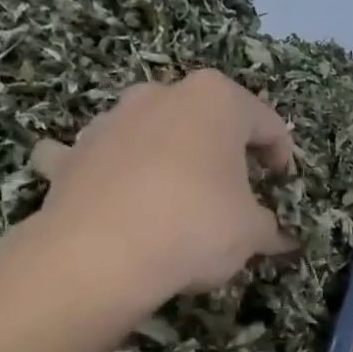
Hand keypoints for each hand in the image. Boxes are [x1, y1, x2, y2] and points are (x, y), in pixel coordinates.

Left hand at [24, 69, 298, 302]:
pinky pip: (98, 160)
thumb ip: (270, 228)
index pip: (265, 121)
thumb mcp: (251, 233)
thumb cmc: (195, 226)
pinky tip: (113, 202)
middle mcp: (160, 96)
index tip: (281, 184)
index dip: (280, 154)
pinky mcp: (70, 155)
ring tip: (176, 202)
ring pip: (150, 133)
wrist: (100, 255)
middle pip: (203, 120)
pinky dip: (107, 175)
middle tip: (233, 191)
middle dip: (220, 151)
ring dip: (166, 158)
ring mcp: (109, 121)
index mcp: (215, 101)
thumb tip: (282, 239)